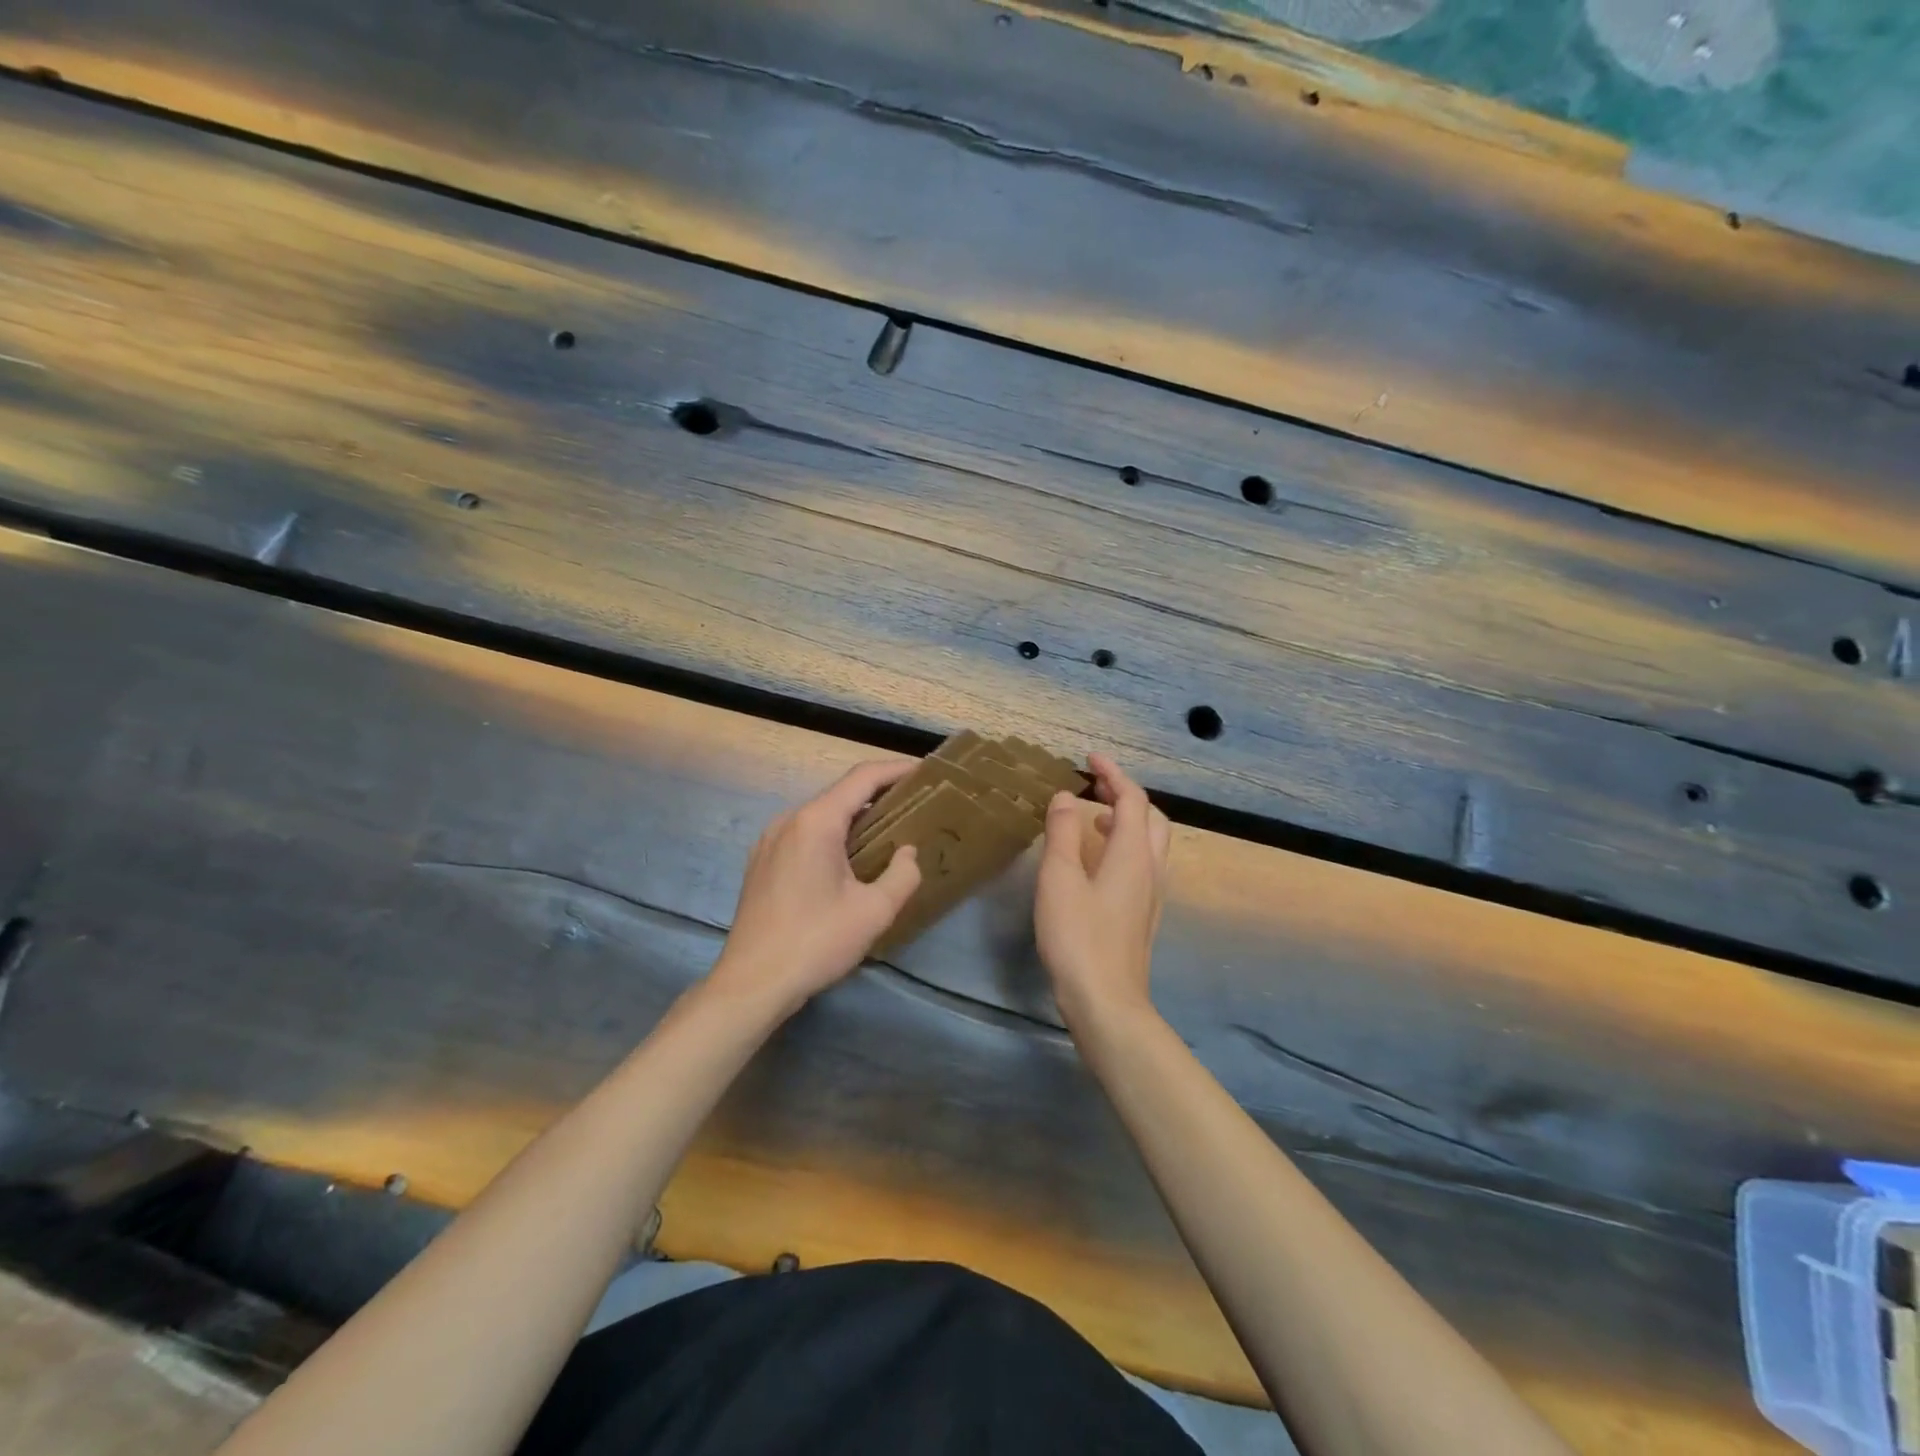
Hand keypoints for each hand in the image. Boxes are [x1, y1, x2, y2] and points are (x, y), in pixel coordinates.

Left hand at [709, 759, 921, 1016]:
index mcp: (816, 822)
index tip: (925, 771)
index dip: (896, 770)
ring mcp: (770, 840)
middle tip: (915, 805)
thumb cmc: (815, 942)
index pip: (862, 778)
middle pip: (840, 794)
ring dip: (855, 818)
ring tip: (888, 832)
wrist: (751, 983)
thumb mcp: (873, 912)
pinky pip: (804, 834)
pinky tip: (849, 859)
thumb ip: (902, 875)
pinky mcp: (762, 862)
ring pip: (821, 815)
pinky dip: (832, 835)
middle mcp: (789, 820)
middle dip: (879, 795)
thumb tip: (907, 853)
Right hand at [1034, 754, 1171, 1028]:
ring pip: (1150, 842)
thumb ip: (1063, 833)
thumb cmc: (1078, 936)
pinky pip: (1142, 863)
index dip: (1113, 773)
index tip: (1089, 758)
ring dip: (1126, 820)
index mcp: (1132, 854)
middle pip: (1150, 817)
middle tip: (1094, 785)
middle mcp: (1151, 869)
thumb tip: (1066, 796)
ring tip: (1092, 818)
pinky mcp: (1143, 915)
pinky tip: (1097, 862)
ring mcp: (1152, 894)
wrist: (1106, 1000)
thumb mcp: (1060, 879)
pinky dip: (1123, 845)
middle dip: (1125, 794)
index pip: (1132, 799)